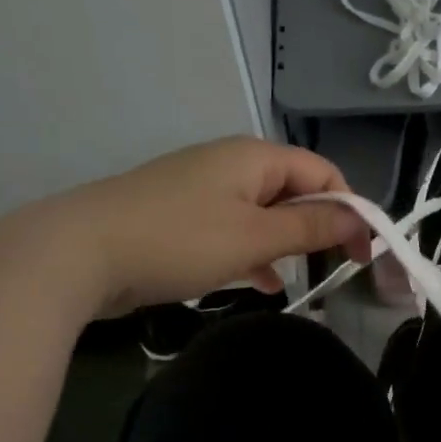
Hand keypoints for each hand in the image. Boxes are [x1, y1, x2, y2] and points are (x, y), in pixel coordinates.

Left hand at [0, 137, 370, 320]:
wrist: (78, 253)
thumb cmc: (178, 239)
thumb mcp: (254, 237)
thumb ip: (311, 228)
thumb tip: (361, 220)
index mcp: (255, 157)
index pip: (323, 174)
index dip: (350, 211)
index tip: (362, 256)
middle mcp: (231, 164)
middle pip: (294, 191)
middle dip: (319, 228)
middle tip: (336, 269)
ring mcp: (201, 190)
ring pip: (263, 214)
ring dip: (286, 243)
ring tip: (302, 279)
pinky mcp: (179, 217)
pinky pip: (232, 230)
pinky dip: (252, 252)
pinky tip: (261, 283)